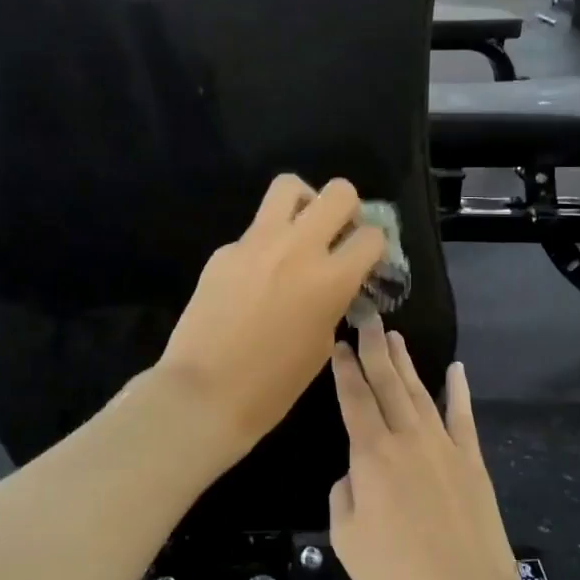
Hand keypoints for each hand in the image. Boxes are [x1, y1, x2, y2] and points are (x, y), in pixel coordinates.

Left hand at [158, 174, 385, 455]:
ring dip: (304, 203)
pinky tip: (256, 278)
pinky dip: (265, 243)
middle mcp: (298, 248)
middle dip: (347, 209)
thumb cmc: (273, 385)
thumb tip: (334, 282)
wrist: (205, 393)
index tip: (366, 260)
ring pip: (289, 187)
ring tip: (299, 232)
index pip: (372, 236)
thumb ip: (333, 301)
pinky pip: (254, 231)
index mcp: (331, 279)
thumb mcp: (321, 343)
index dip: (374, 247)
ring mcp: (256, 243)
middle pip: (339, 192)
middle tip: (337, 234)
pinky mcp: (224, 251)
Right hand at [329, 320, 534, 579]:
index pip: (354, 399)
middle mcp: (408, 439)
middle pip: (388, 383)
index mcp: (372, 455)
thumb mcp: (347, 539)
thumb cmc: (398, 578)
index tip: (338, 342)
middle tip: (367, 317)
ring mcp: (445, 446)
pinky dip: (459, 391)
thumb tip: (357, 472)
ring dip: (407, 363)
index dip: (345, 368)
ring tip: (395, 337)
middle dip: (374, 349)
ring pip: (421, 392)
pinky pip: (464, 417)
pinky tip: (456, 369)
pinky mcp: (473, 461)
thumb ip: (345, 493)